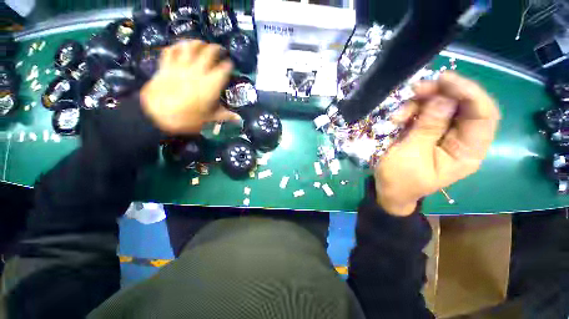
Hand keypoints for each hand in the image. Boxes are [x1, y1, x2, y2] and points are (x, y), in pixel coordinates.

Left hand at [140, 40, 240, 133]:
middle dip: (216, 49)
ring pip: (190, 47)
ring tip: (202, 43)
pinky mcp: (167, 66)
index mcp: (211, 84)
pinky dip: (176, 46)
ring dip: (197, 42)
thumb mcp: (210, 118)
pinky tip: (181, 47)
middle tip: (219, 50)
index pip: (224, 69)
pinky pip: (171, 50)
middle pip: (209, 52)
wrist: (158, 114)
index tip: (231, 65)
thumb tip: (239, 119)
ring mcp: (181, 66)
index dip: (229, 65)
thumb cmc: (188, 118)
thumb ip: (226, 116)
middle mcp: (198, 71)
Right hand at [375, 72, 499, 215]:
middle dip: (440, 93)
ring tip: (398, 114)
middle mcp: (462, 140)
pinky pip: (425, 113)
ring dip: (420, 103)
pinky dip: (411, 111)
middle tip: (416, 89)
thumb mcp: (411, 154)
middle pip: (463, 106)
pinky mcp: (429, 132)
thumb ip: (428, 127)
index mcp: (467, 152)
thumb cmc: (399, 178)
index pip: (484, 115)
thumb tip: (444, 99)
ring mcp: (444, 134)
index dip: (470, 93)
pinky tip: (397, 120)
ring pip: (442, 106)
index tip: (445, 80)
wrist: (388, 189)